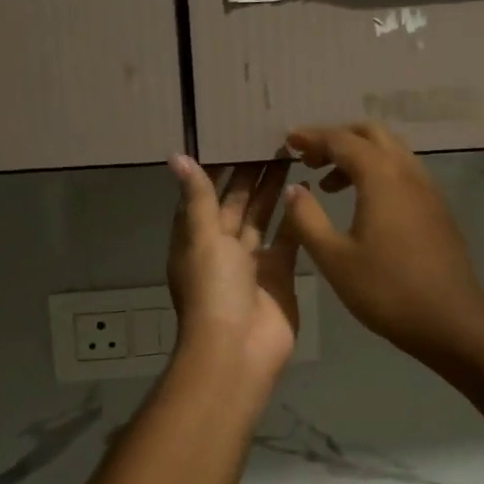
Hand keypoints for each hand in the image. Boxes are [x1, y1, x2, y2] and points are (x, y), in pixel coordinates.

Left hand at [166, 156, 300, 386]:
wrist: (239, 348)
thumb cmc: (214, 289)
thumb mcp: (202, 238)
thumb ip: (199, 198)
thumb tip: (178, 157)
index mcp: (196, 238)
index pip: (205, 195)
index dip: (218, 167)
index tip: (234, 135)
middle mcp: (222, 247)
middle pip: (236, 203)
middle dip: (251, 175)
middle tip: (271, 138)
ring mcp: (252, 262)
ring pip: (262, 218)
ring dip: (273, 191)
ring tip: (290, 157)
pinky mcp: (280, 274)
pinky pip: (287, 240)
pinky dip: (294, 219)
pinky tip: (305, 191)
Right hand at [279, 124, 483, 363]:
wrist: (449, 319)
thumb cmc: (385, 290)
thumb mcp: (334, 258)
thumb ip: (307, 218)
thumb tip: (293, 189)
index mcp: (381, 176)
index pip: (341, 141)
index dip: (312, 137)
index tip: (288, 140)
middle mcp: (408, 171)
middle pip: (371, 134)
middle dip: (338, 138)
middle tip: (310, 159)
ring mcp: (428, 188)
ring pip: (391, 151)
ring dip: (359, 155)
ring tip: (330, 183)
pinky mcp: (437, 208)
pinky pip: (404, 172)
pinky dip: (378, 172)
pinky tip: (364, 203)